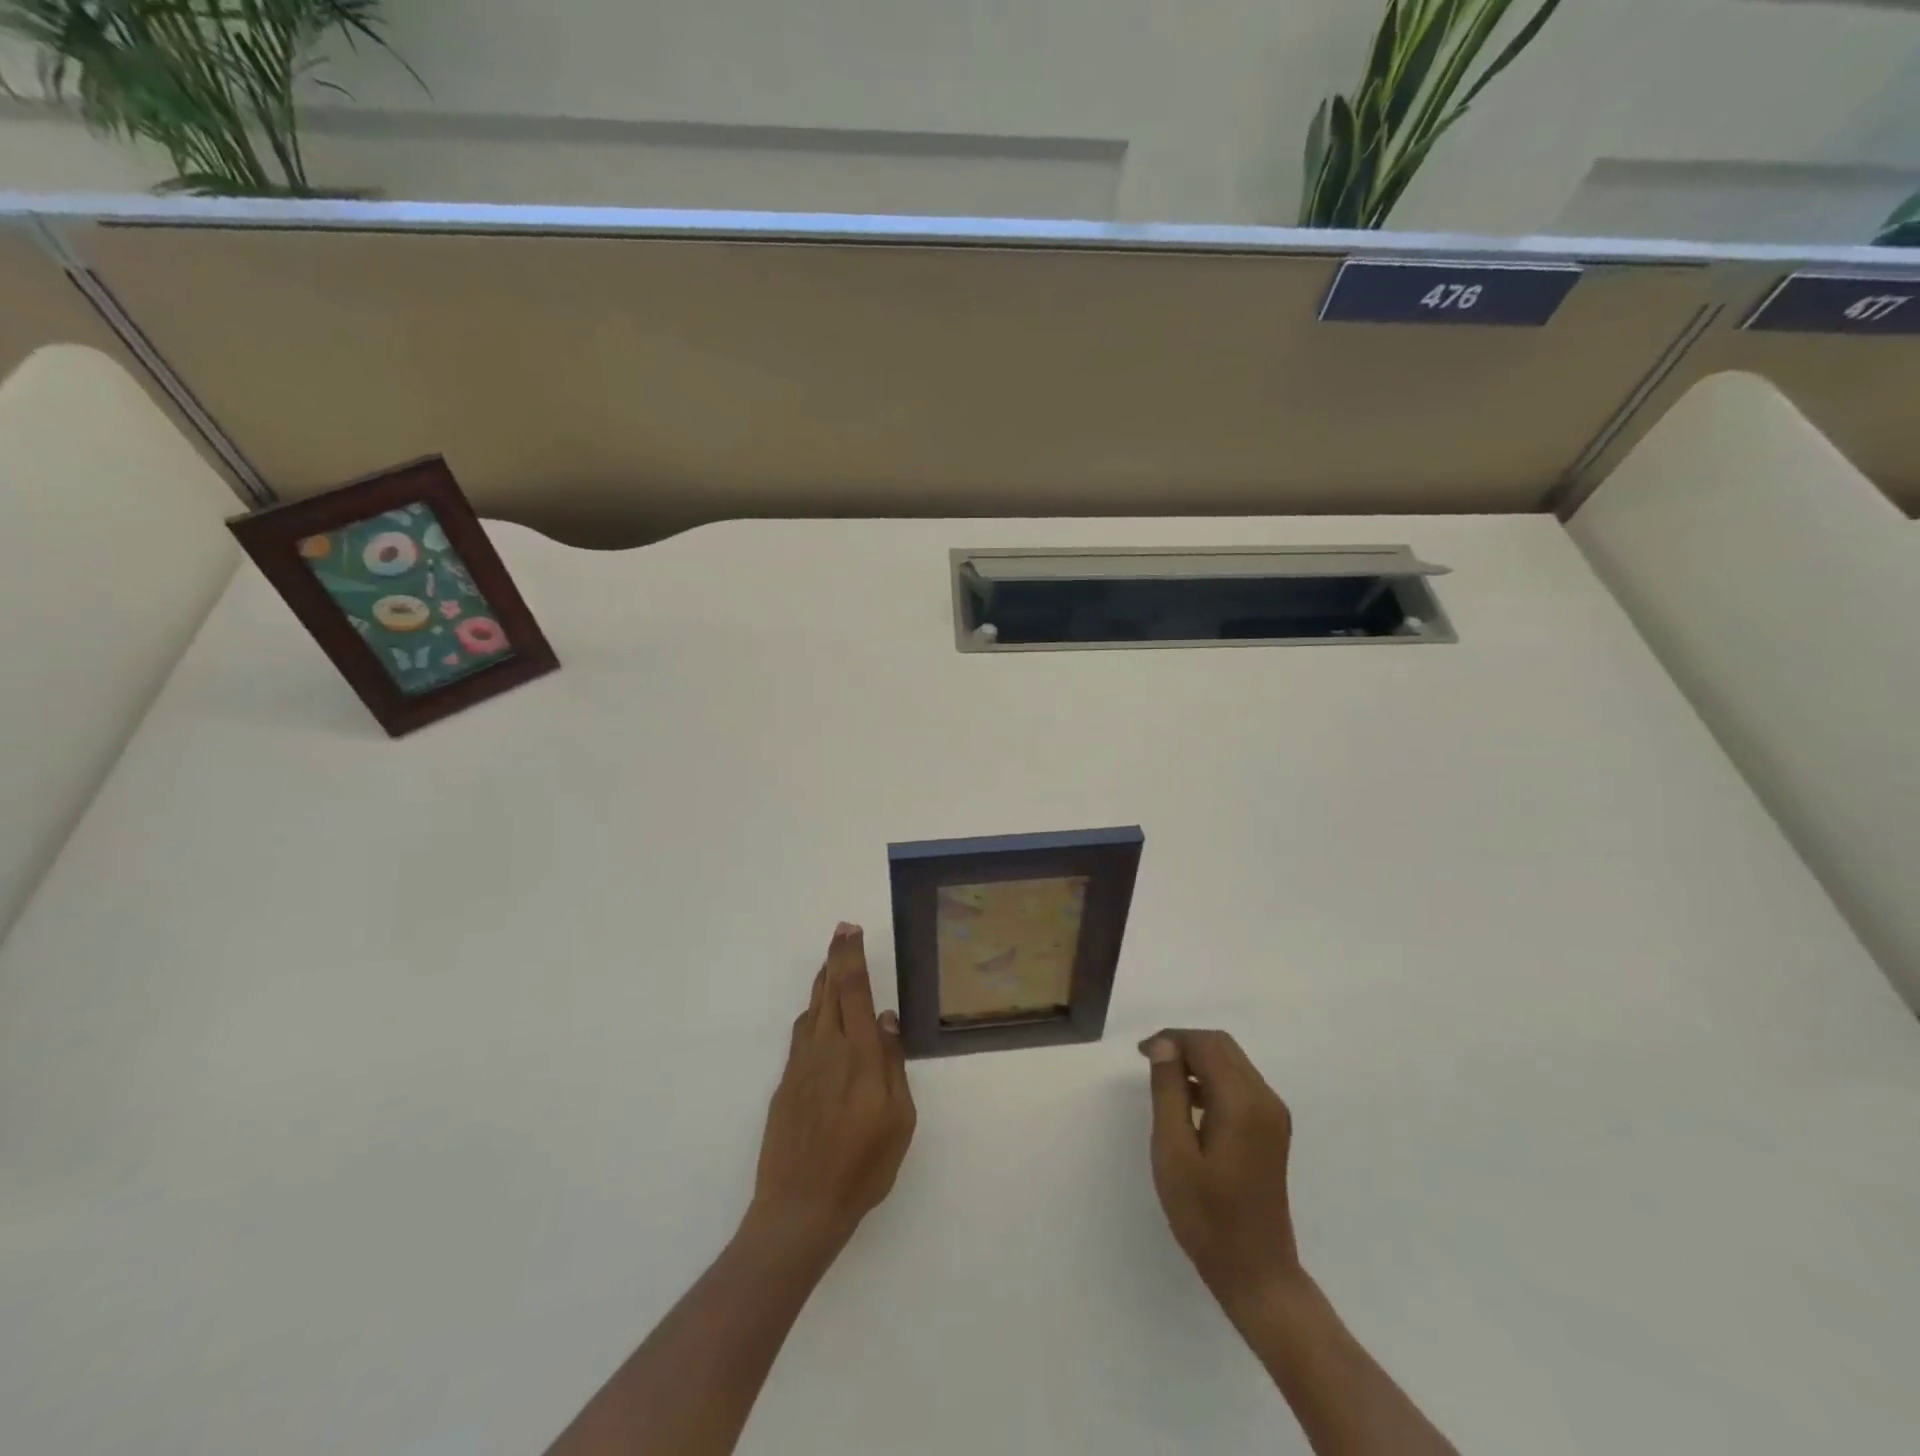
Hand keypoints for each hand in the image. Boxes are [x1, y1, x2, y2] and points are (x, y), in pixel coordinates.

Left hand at [746, 923, 915, 1260]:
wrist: (799, 1208)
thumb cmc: (862, 1167)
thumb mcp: (898, 1120)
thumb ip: (892, 1063)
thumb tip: (884, 1019)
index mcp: (858, 1055)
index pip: (853, 991)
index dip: (851, 957)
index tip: (850, 930)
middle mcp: (826, 1049)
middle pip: (829, 991)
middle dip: (836, 958)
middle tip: (841, 931)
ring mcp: (801, 1065)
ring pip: (812, 1009)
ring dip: (822, 982)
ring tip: (831, 965)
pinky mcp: (785, 1083)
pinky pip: (801, 1035)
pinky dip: (812, 1014)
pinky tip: (818, 1018)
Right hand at [1141, 1028, 1302, 1316]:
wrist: (1257, 1274)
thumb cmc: (1207, 1217)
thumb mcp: (1173, 1152)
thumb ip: (1168, 1092)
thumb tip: (1164, 1046)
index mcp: (1242, 1102)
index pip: (1206, 1045)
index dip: (1171, 1039)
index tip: (1141, 1054)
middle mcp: (1265, 1099)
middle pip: (1223, 1046)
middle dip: (1185, 1044)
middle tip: (1150, 1063)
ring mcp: (1273, 1115)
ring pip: (1232, 1062)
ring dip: (1198, 1060)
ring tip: (1164, 1081)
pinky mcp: (1272, 1129)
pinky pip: (1240, 1084)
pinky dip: (1212, 1079)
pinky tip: (1189, 1103)